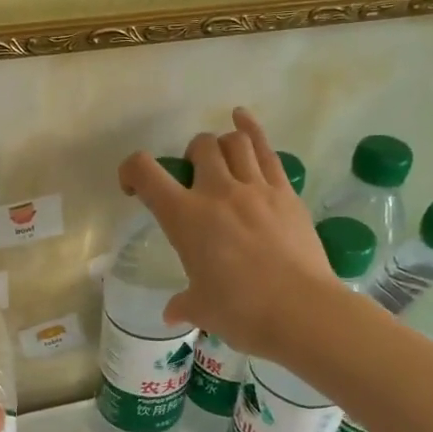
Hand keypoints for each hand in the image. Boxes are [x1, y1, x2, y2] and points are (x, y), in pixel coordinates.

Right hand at [118, 108, 339, 361]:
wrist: (301, 311)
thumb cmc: (241, 311)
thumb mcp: (202, 309)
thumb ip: (184, 303)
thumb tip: (173, 311)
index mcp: (185, 218)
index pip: (145, 173)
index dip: (131, 171)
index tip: (133, 188)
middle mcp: (217, 192)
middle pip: (200, 146)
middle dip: (191, 157)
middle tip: (194, 181)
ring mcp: (256, 188)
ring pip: (235, 141)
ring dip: (222, 145)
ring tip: (221, 161)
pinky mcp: (286, 193)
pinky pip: (267, 150)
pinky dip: (253, 130)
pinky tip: (243, 119)